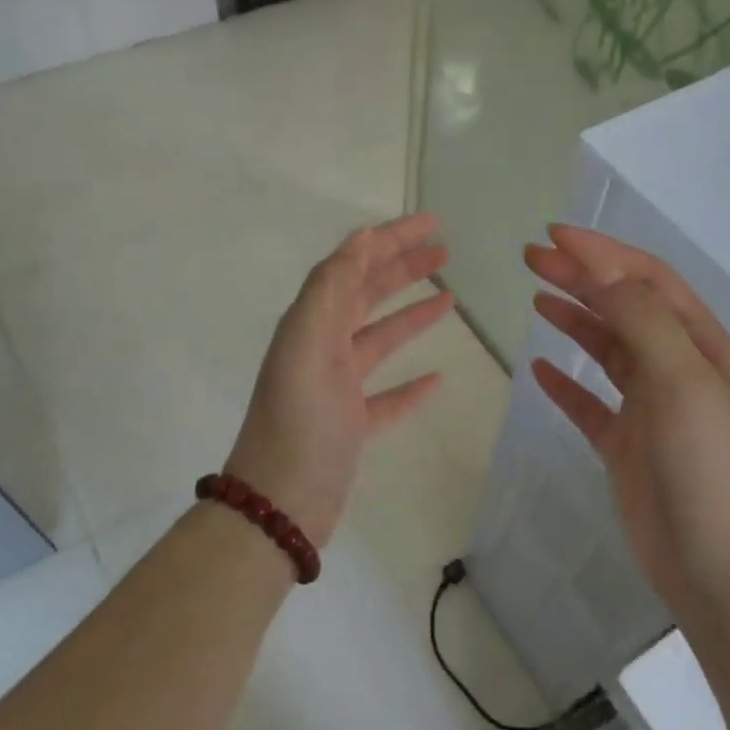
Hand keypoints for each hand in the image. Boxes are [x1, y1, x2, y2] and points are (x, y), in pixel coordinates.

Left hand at [226, 212, 453, 544]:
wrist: (279, 507)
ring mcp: (338, 390)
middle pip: (367, 297)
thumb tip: (360, 238)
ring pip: (380, 341)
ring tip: (450, 297)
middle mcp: (321, 349)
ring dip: (412, 316)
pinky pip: (388, 396)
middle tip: (445, 250)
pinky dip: (411, 384)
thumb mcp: (307, 346)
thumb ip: (330, 289)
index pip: (352, 267)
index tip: (431, 222)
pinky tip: (436, 377)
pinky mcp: (352, 427)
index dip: (389, 241)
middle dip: (403, 269)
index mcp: (310, 325)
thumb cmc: (298, 424)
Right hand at [524, 225, 729, 620]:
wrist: (719, 567)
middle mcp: (677, 369)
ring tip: (536, 298)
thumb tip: (602, 271)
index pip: (647, 281)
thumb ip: (642, 321)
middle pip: (623, 308)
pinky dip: (566, 385)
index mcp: (701, 346)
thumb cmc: (708, 467)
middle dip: (581, 278)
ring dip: (574, 320)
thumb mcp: (682, 381)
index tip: (553, 237)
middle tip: (531, 259)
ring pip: (607, 351)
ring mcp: (650, 409)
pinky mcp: (626, 447)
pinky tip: (541, 371)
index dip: (603, 253)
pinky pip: (590, 405)